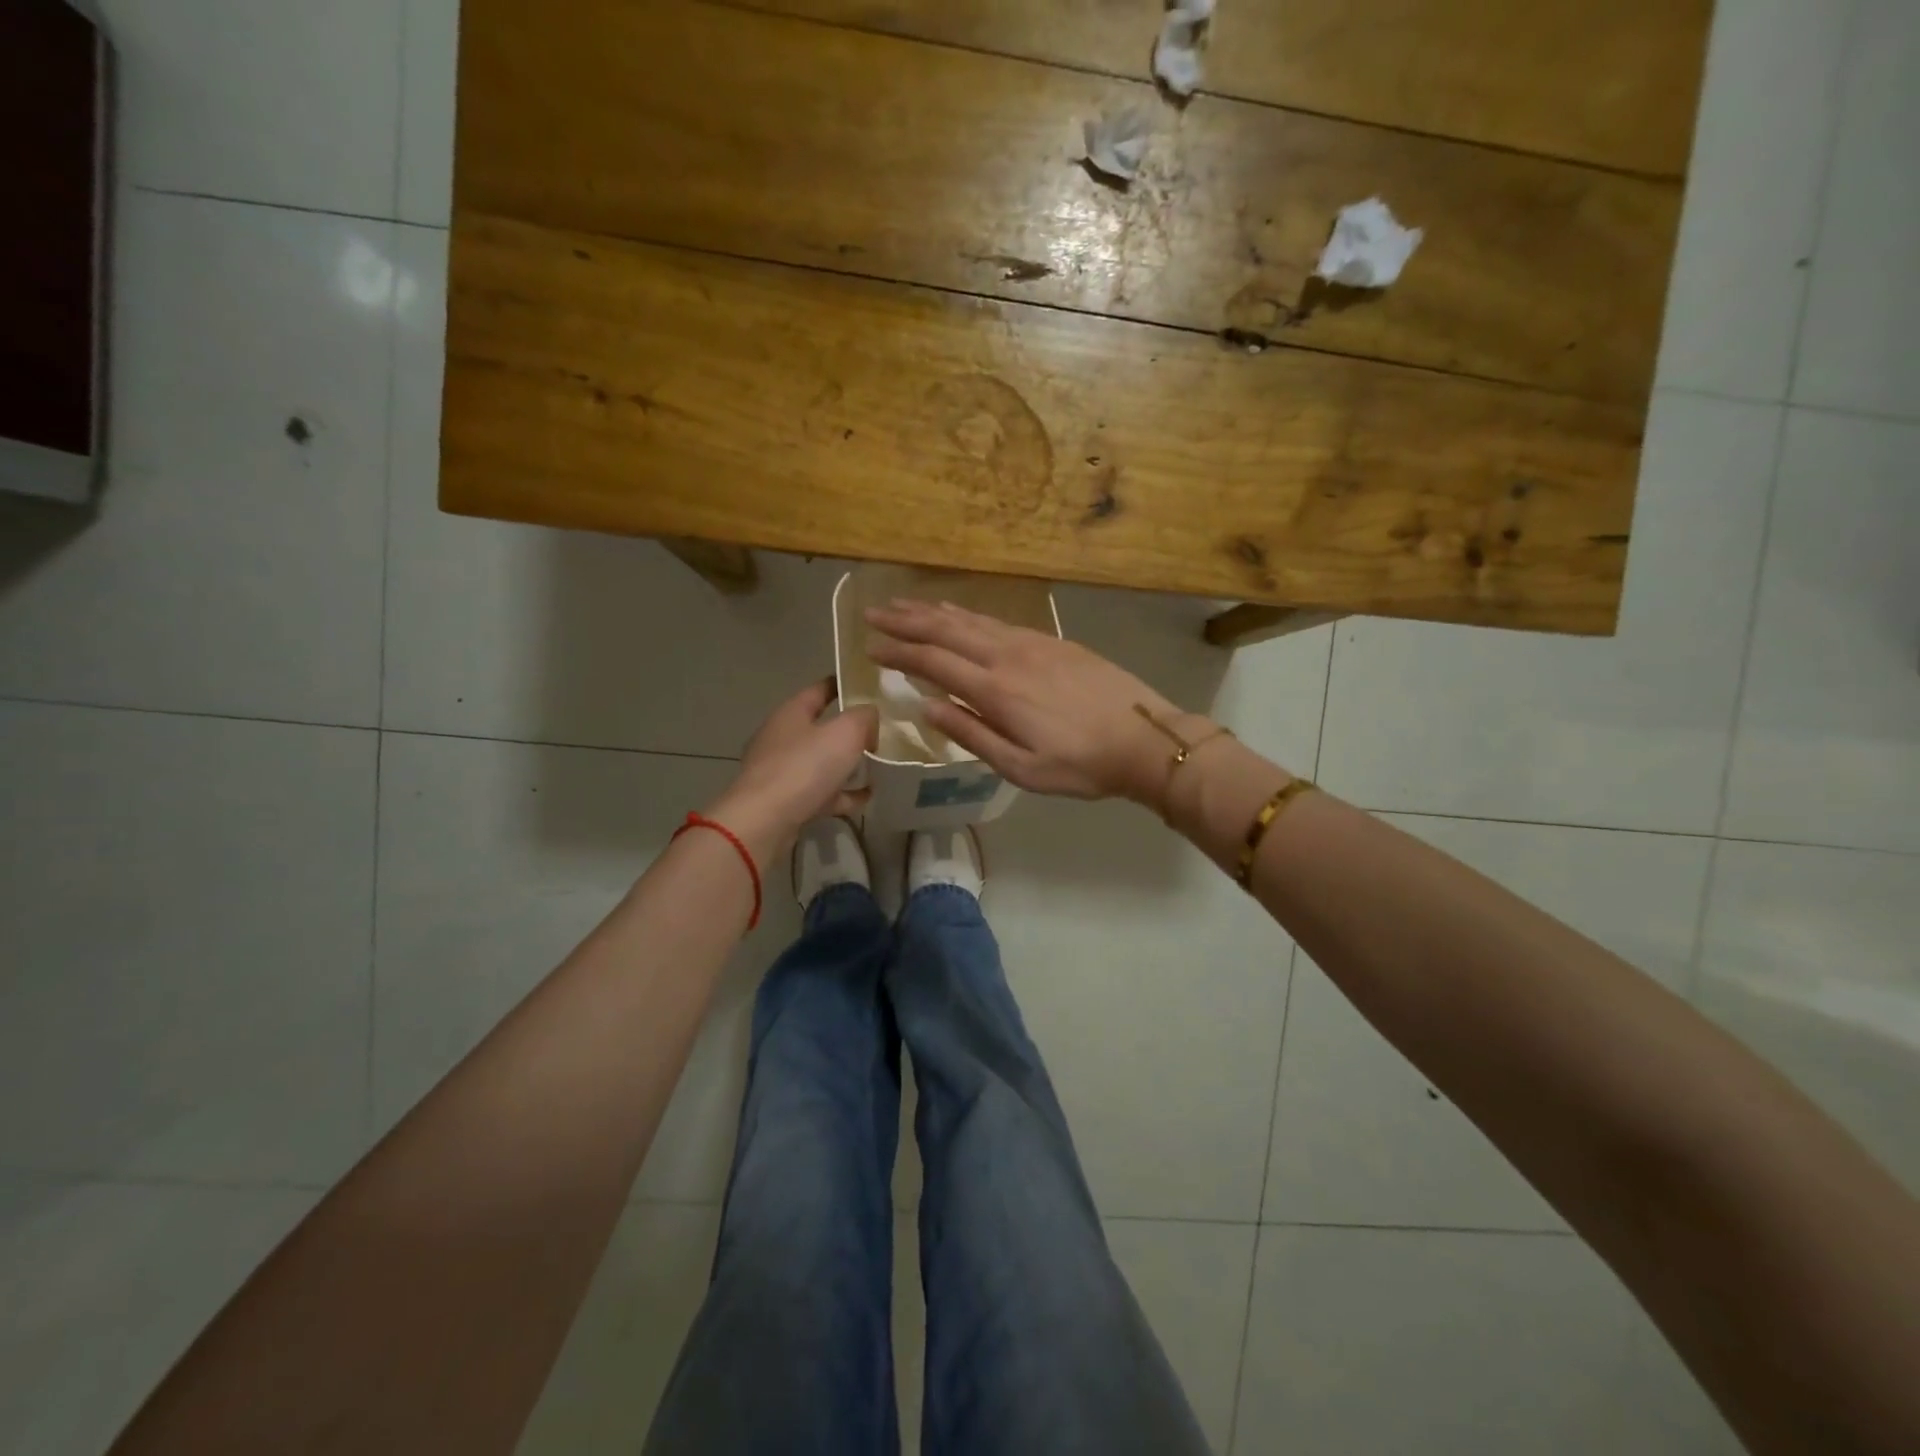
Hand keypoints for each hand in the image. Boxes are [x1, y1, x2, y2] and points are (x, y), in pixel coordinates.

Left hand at [707, 679, 877, 860]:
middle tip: (880, 731)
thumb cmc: (804, 767)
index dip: (843, 685)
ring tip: (875, 767)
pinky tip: (865, 797)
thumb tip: (870, 717)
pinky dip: (841, 794)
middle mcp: (782, 738)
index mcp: (791, 713)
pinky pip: (820, 792)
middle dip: (849, 730)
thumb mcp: (845, 732)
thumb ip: (864, 717)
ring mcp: (780, 771)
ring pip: (820, 762)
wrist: (765, 821)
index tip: (868, 686)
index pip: (820, 689)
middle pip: (820, 727)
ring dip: (845, 764)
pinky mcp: (784, 801)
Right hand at [864, 599, 1194, 807]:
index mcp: (996, 690)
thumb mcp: (1021, 768)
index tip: (870, 647)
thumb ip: (972, 735)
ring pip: (972, 619)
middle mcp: (1007, 656)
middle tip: (873, 613)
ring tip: (905, 604)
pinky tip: (959, 614)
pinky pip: (998, 620)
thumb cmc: (1080, 764)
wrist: (1144, 737)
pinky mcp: (1052, 640)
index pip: (933, 663)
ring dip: (933, 611)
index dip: (899, 653)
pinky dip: (968, 614)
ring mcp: (1032, 643)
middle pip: (946, 630)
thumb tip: (927, 708)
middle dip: (906, 621)